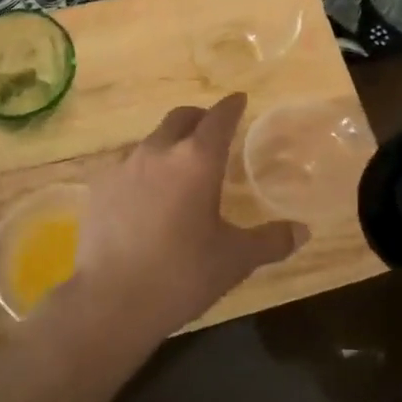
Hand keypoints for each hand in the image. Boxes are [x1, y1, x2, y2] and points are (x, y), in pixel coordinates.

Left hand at [63, 94, 306, 347]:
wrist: (110, 301)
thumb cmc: (181, 275)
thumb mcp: (234, 260)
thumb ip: (270, 241)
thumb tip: (302, 231)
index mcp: (196, 161)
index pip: (218, 118)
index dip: (231, 106)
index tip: (239, 100)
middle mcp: (159, 151)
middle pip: (181, 117)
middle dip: (199, 118)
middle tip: (212, 131)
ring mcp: (124, 166)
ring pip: (153, 140)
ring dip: (171, 144)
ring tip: (181, 169)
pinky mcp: (100, 186)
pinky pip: (128, 165)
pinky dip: (145, 170)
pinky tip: (147, 197)